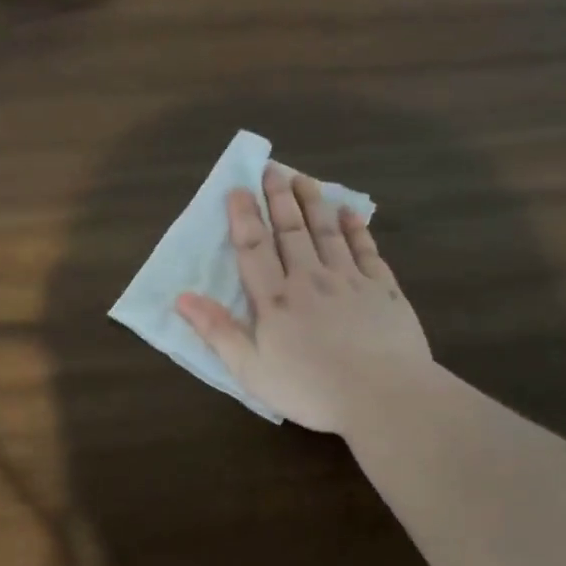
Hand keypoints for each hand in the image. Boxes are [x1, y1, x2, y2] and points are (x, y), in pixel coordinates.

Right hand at [177, 164, 431, 434]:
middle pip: (291, 230)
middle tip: (273, 168)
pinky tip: (351, 213)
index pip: (254, 247)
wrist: (384, 397)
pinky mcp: (383, 290)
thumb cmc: (311, 389)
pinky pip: (367, 250)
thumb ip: (217, 331)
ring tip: (305, 178)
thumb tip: (181, 297)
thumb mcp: (251, 370)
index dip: (243, 216)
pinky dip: (357, 229)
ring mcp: (350, 280)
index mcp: (275, 299)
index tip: (237, 188)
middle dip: (279, 197)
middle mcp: (310, 279)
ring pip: (328, 231)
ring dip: (314, 202)